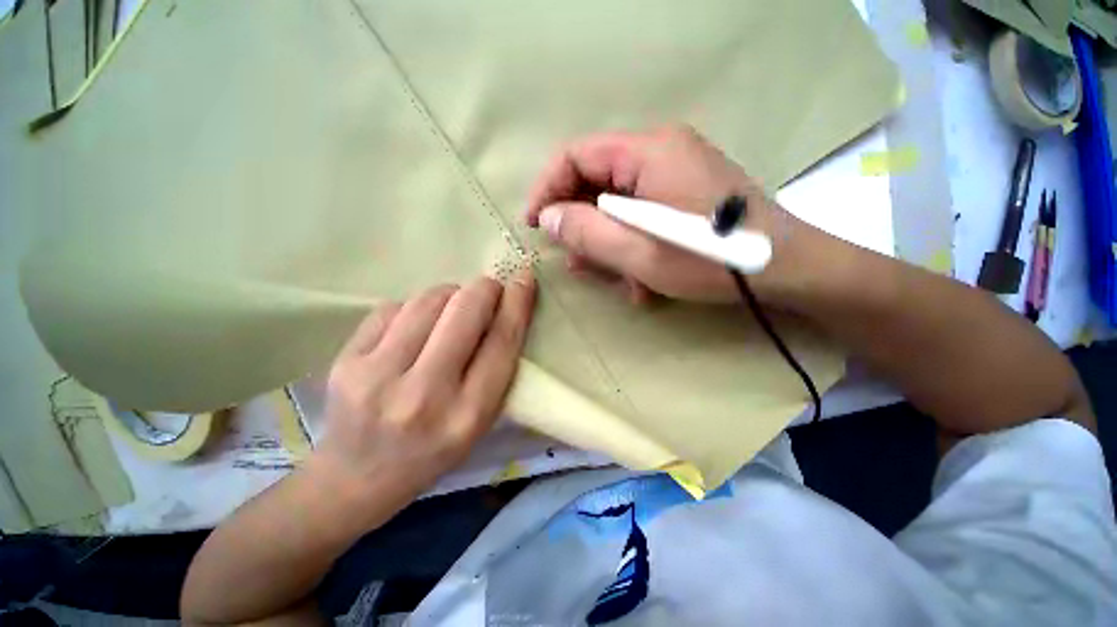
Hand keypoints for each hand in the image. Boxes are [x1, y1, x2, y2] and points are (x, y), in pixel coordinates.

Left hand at [307, 272, 536, 514]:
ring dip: (449, 294)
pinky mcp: (346, 362)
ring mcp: (378, 376)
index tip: (524, 278)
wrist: (358, 477)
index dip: (517, 304)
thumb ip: (497, 366)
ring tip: (451, 308)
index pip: (501, 342)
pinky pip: (394, 307)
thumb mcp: (480, 420)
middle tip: (489, 288)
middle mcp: (425, 394)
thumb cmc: (434, 449)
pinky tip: (415, 325)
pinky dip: (415, 306)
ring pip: (428, 300)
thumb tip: (503, 307)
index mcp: (468, 415)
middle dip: (484, 289)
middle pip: (465, 311)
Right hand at [525, 125, 782, 303]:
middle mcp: (660, 151)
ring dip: (607, 241)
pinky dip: (631, 243)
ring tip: (609, 277)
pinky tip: (640, 278)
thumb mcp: (637, 253)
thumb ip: (585, 232)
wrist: (786, 268)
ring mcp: (675, 172)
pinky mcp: (684, 194)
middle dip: (579, 223)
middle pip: (596, 180)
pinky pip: (641, 213)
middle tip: (574, 260)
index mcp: (647, 152)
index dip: (546, 189)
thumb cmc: (710, 260)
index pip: (575, 155)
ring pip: (618, 203)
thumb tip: (547, 217)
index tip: (533, 224)